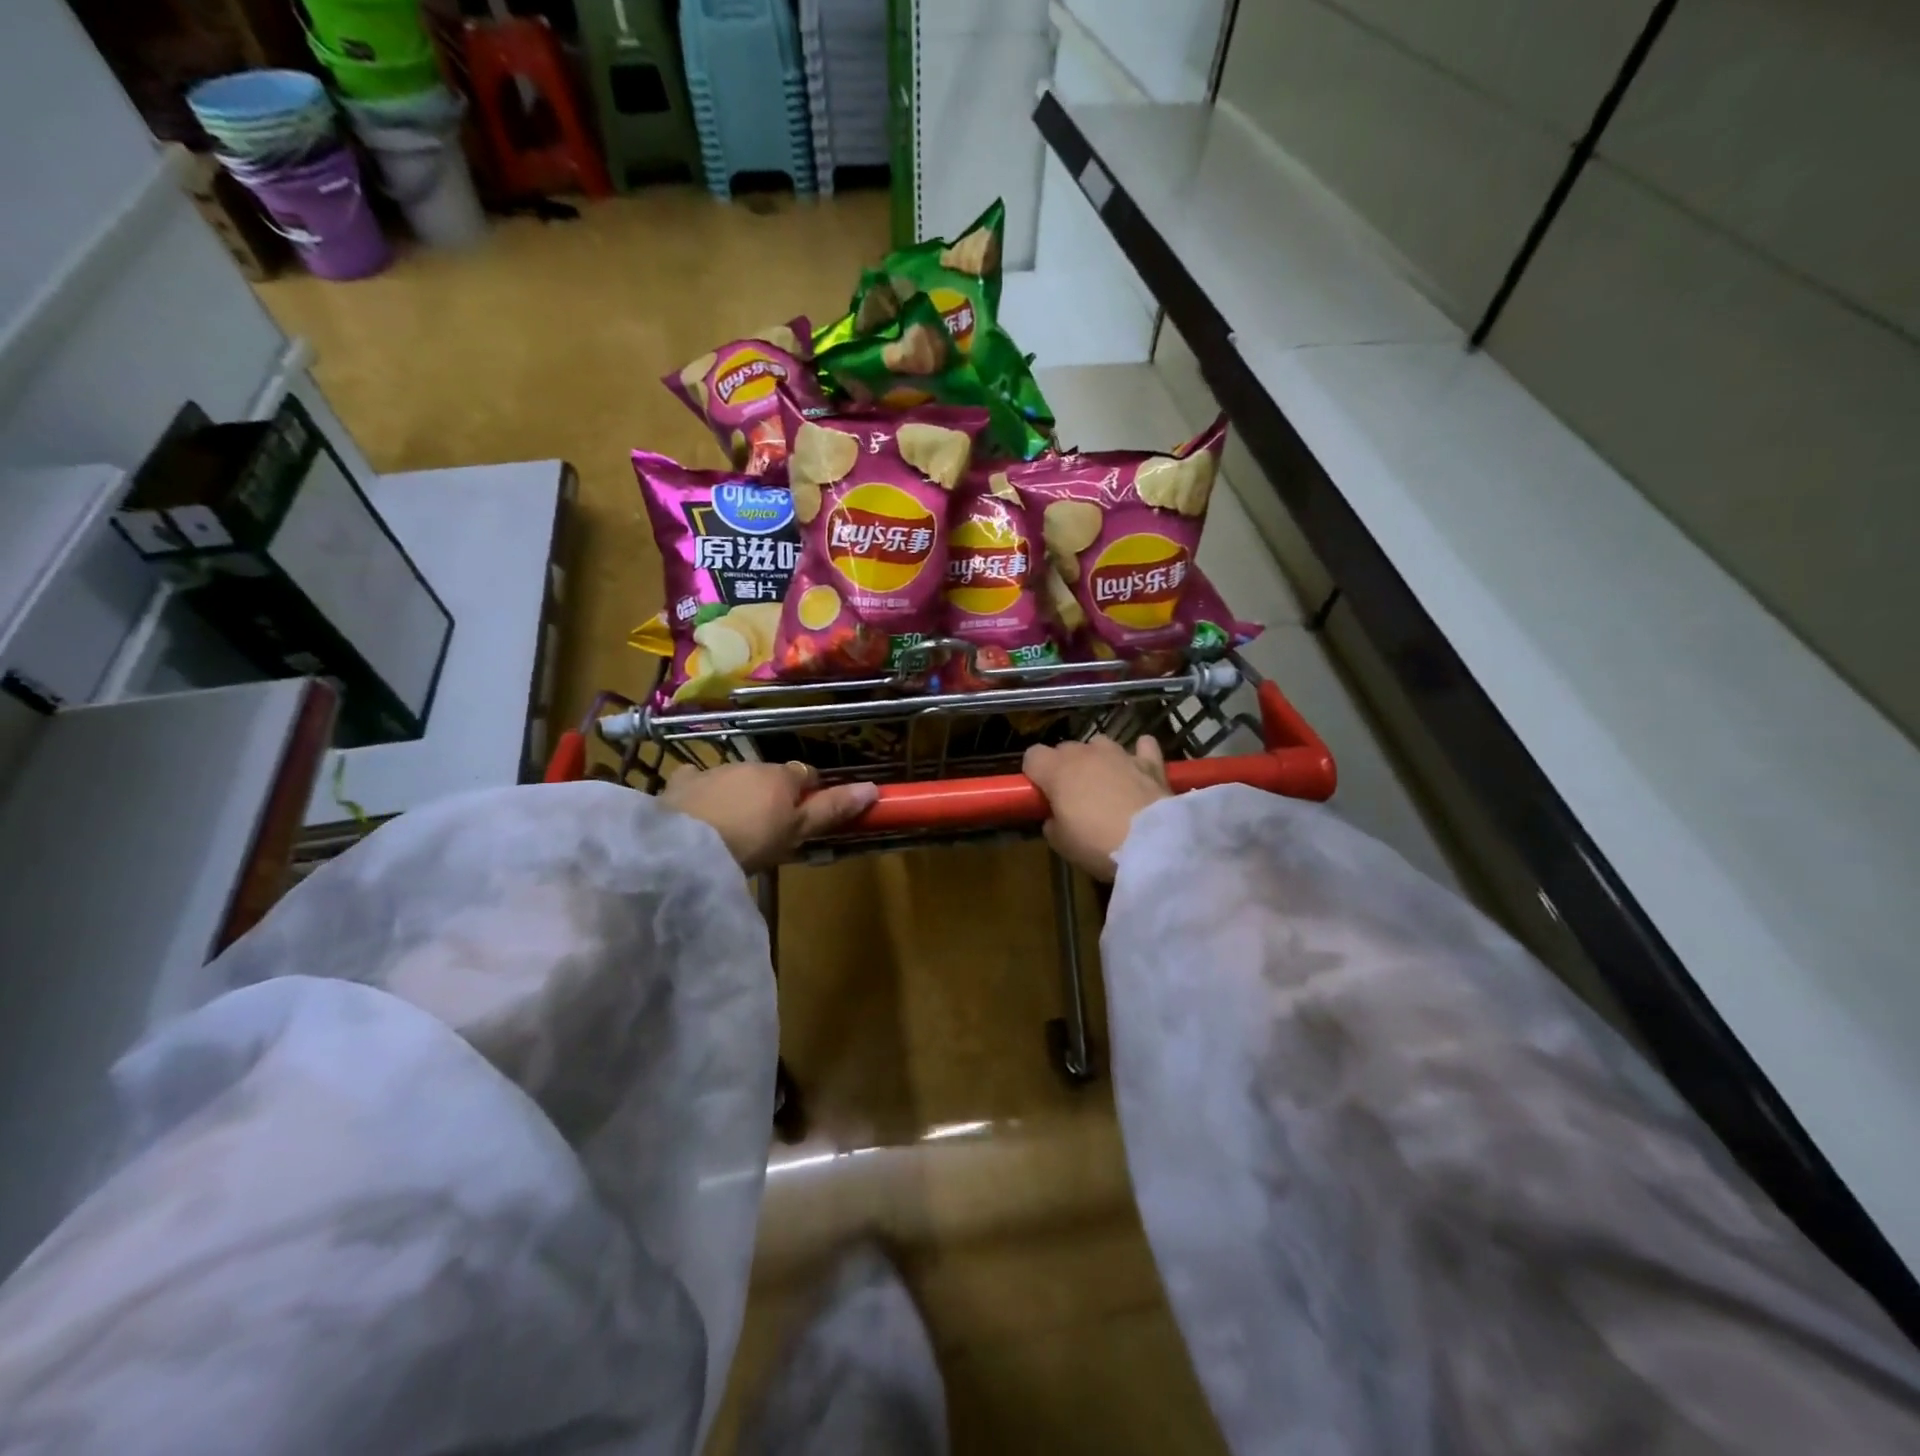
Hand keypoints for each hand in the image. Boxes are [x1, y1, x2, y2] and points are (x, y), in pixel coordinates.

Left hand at [662, 761, 877, 871]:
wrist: (686, 847)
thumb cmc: (751, 840)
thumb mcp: (798, 831)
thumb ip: (832, 809)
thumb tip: (872, 787)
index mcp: (781, 776)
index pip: (807, 775)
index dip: (811, 793)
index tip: (808, 814)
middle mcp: (750, 765)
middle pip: (770, 775)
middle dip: (773, 794)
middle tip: (770, 827)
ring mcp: (714, 770)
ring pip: (736, 776)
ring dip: (740, 792)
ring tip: (734, 824)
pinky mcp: (683, 782)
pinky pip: (697, 779)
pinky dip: (702, 789)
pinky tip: (699, 808)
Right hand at [1022, 735, 1170, 880]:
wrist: (1151, 844)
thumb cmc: (1096, 843)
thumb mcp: (1061, 843)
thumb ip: (1052, 822)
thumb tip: (1056, 817)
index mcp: (1057, 769)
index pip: (1032, 755)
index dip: (1035, 773)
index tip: (1041, 794)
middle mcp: (1086, 753)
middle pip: (1065, 749)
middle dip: (1065, 767)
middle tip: (1072, 797)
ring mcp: (1120, 753)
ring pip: (1100, 744)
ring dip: (1098, 760)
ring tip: (1105, 785)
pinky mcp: (1150, 762)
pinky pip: (1143, 746)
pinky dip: (1139, 754)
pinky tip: (1139, 767)